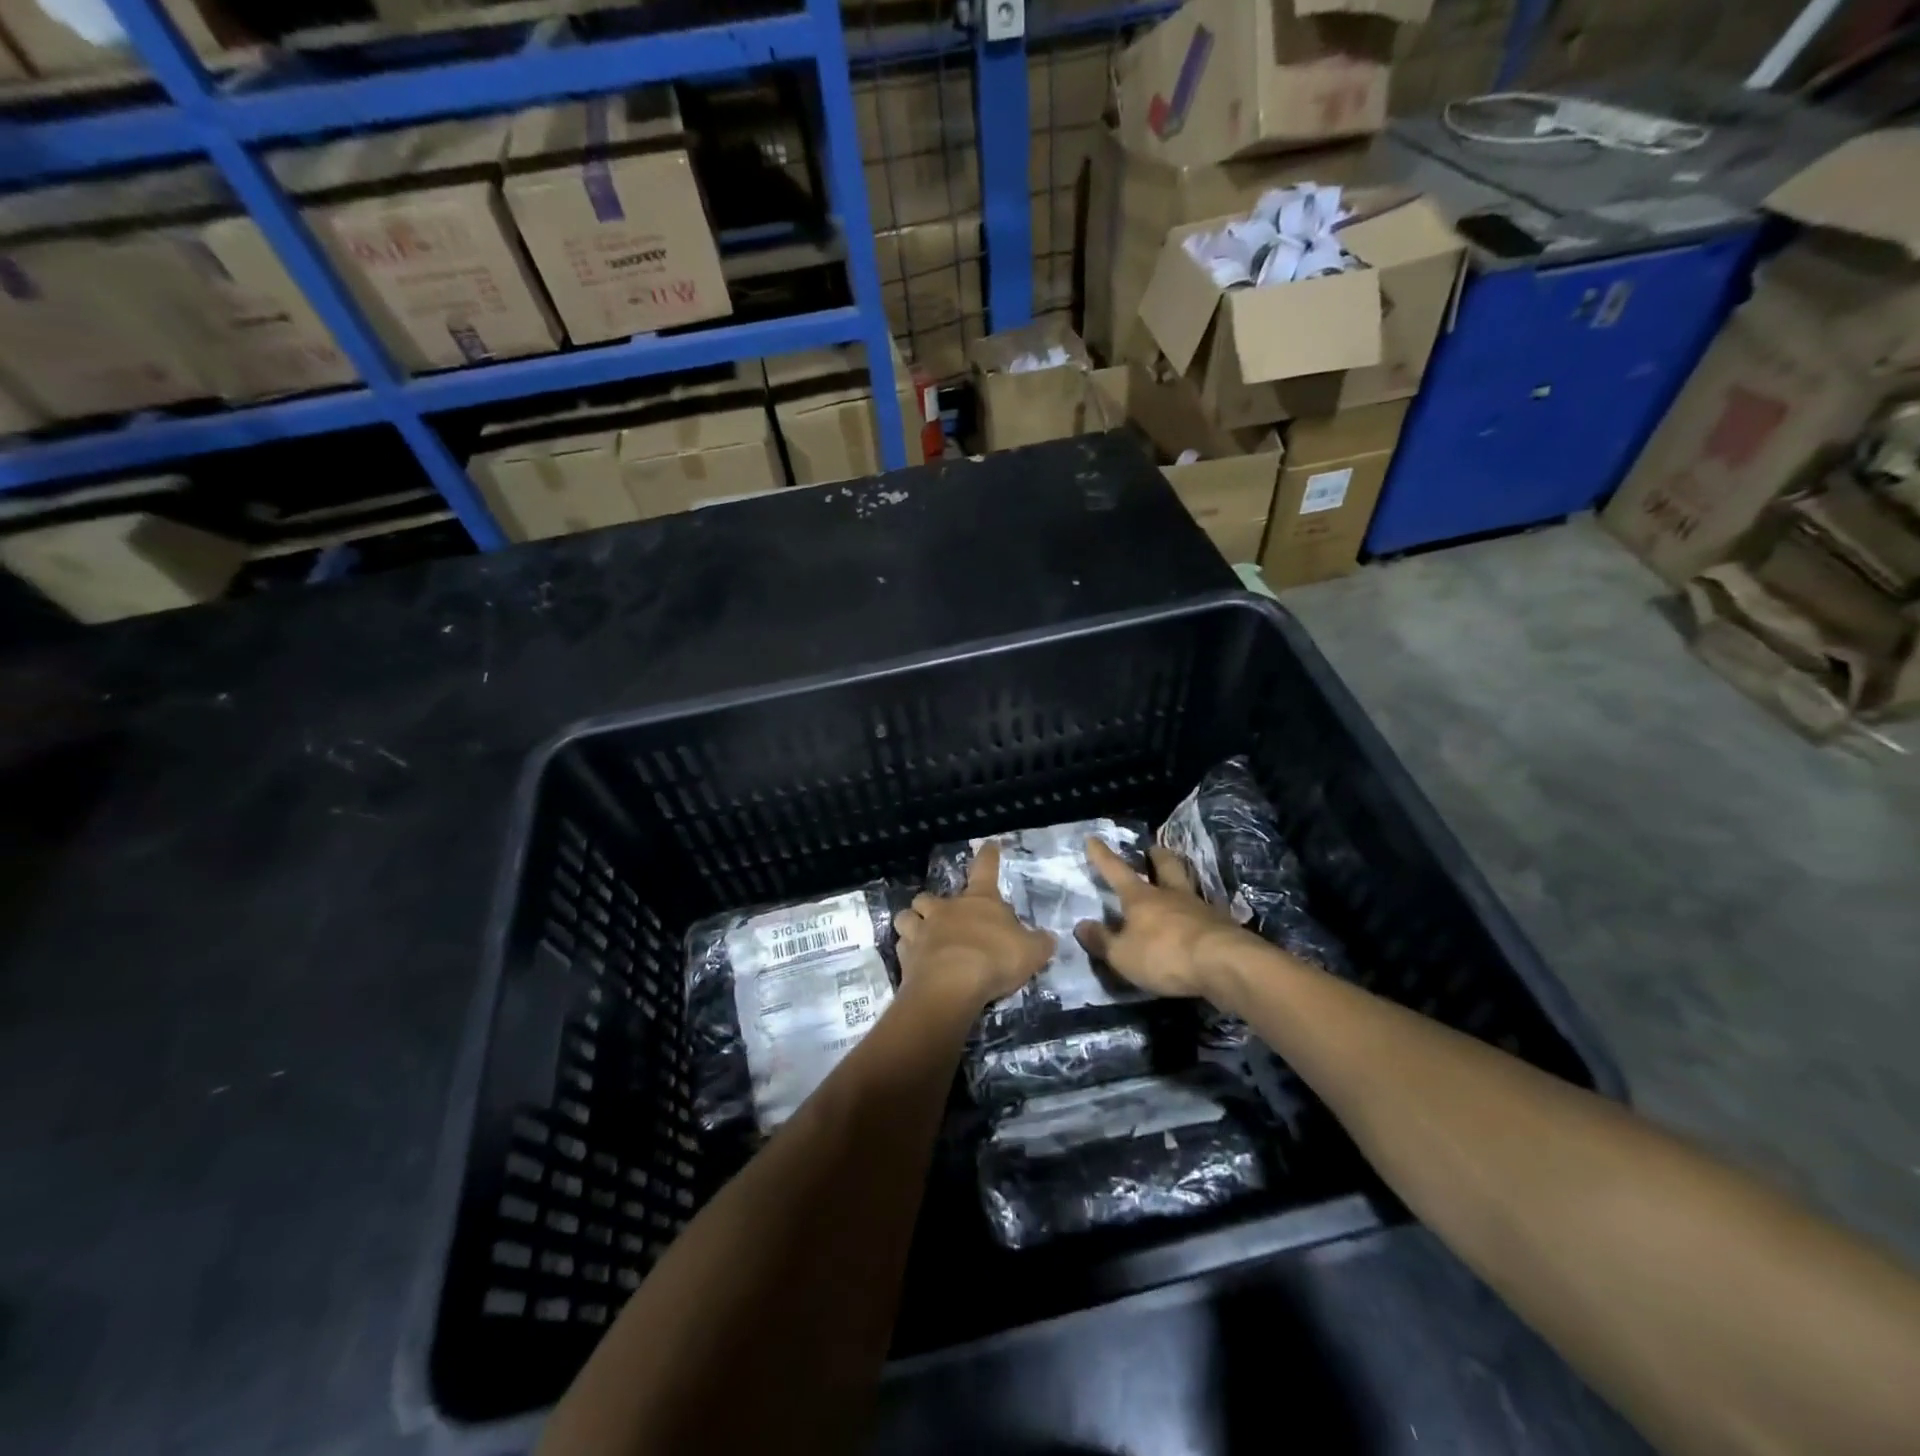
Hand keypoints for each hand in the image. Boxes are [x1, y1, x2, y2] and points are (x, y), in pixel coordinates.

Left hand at [893, 843, 1054, 1009]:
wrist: (951, 985)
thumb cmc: (994, 959)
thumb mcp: (1031, 952)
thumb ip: (1039, 943)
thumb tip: (1047, 938)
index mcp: (979, 901)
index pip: (985, 869)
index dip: (988, 856)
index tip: (989, 845)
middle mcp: (946, 909)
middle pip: (930, 896)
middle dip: (933, 903)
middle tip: (941, 916)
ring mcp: (921, 930)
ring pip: (907, 916)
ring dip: (912, 922)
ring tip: (919, 934)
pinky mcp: (905, 955)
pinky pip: (902, 946)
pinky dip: (908, 951)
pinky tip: (916, 962)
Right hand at [1074, 838, 1260, 998]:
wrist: (1225, 964)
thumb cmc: (1165, 955)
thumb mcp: (1123, 955)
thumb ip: (1102, 941)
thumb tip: (1081, 925)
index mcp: (1141, 898)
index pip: (1116, 871)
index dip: (1102, 856)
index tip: (1093, 838)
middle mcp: (1171, 894)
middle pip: (1165, 865)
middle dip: (1156, 856)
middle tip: (1153, 850)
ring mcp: (1200, 907)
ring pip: (1188, 884)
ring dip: (1181, 879)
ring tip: (1177, 884)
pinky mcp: (1223, 925)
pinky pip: (1206, 911)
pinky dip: (1200, 913)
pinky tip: (1199, 921)